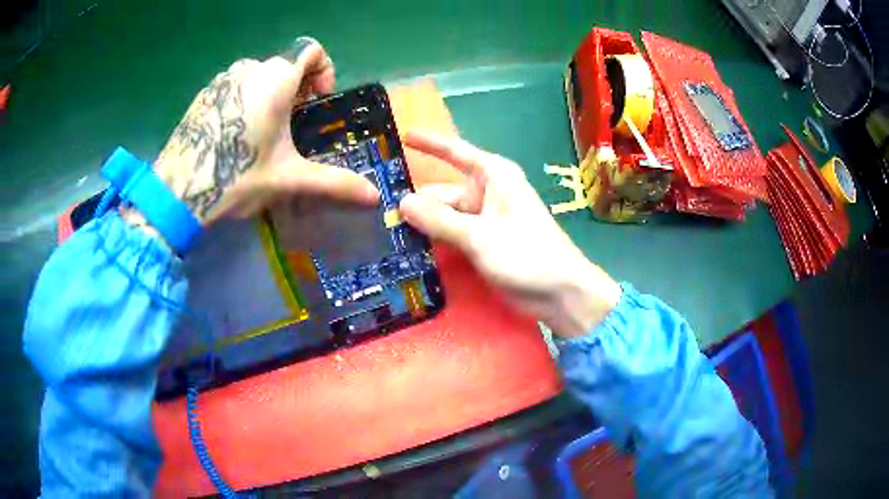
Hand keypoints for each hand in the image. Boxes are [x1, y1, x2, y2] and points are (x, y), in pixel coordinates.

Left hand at [151, 38, 378, 225]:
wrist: (177, 193)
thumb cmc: (236, 177)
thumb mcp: (288, 179)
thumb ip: (333, 182)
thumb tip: (374, 197)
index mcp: (276, 79)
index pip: (311, 49)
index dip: (322, 69)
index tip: (316, 101)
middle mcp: (250, 68)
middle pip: (285, 64)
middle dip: (296, 89)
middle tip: (291, 127)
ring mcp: (223, 79)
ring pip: (258, 74)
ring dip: (269, 94)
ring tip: (262, 134)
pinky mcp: (204, 94)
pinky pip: (235, 85)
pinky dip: (244, 100)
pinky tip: (234, 136)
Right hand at [399, 131, 621, 337]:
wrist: (560, 292)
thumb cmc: (527, 254)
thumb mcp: (480, 236)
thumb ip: (440, 220)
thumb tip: (401, 203)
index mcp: (494, 177)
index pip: (456, 152)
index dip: (430, 143)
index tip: (402, 135)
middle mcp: (488, 193)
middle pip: (443, 191)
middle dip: (415, 199)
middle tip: (376, 209)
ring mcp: (485, 219)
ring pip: (446, 215)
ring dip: (422, 222)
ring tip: (384, 230)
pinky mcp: (483, 242)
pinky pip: (452, 234)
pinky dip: (435, 238)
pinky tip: (408, 246)